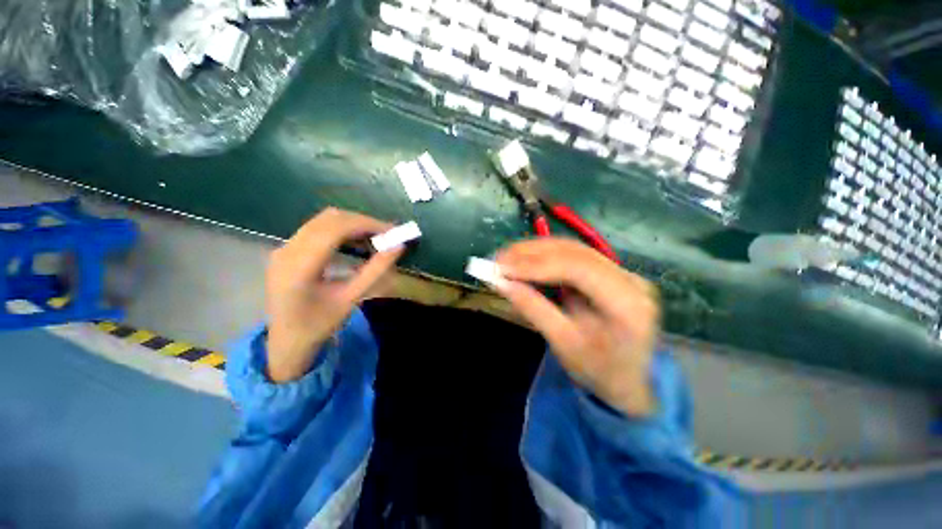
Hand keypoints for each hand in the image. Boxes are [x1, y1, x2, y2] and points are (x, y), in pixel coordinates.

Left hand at [265, 208, 403, 382]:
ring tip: (375, 238)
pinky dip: (341, 230)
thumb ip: (375, 271)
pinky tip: (356, 242)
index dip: (366, 224)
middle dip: (362, 222)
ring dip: (352, 224)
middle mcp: (287, 250)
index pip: (335, 229)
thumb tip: (398, 247)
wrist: (286, 342)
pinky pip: (317, 229)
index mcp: (299, 267)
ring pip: (323, 221)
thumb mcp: (351, 300)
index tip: (392, 231)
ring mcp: (284, 248)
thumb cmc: (319, 326)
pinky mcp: (287, 250)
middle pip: (329, 219)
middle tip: (387, 234)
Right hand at [495, 238, 659, 416]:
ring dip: (535, 251)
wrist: (629, 380)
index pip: (577, 268)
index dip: (536, 264)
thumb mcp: (563, 343)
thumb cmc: (598, 371)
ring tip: (505, 257)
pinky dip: (544, 256)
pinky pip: (572, 256)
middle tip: (498, 258)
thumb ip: (532, 308)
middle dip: (531, 253)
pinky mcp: (609, 272)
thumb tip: (500, 282)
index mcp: (627, 303)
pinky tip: (524, 259)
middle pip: (574, 252)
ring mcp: (621, 272)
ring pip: (571, 249)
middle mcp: (629, 279)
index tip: (502, 267)